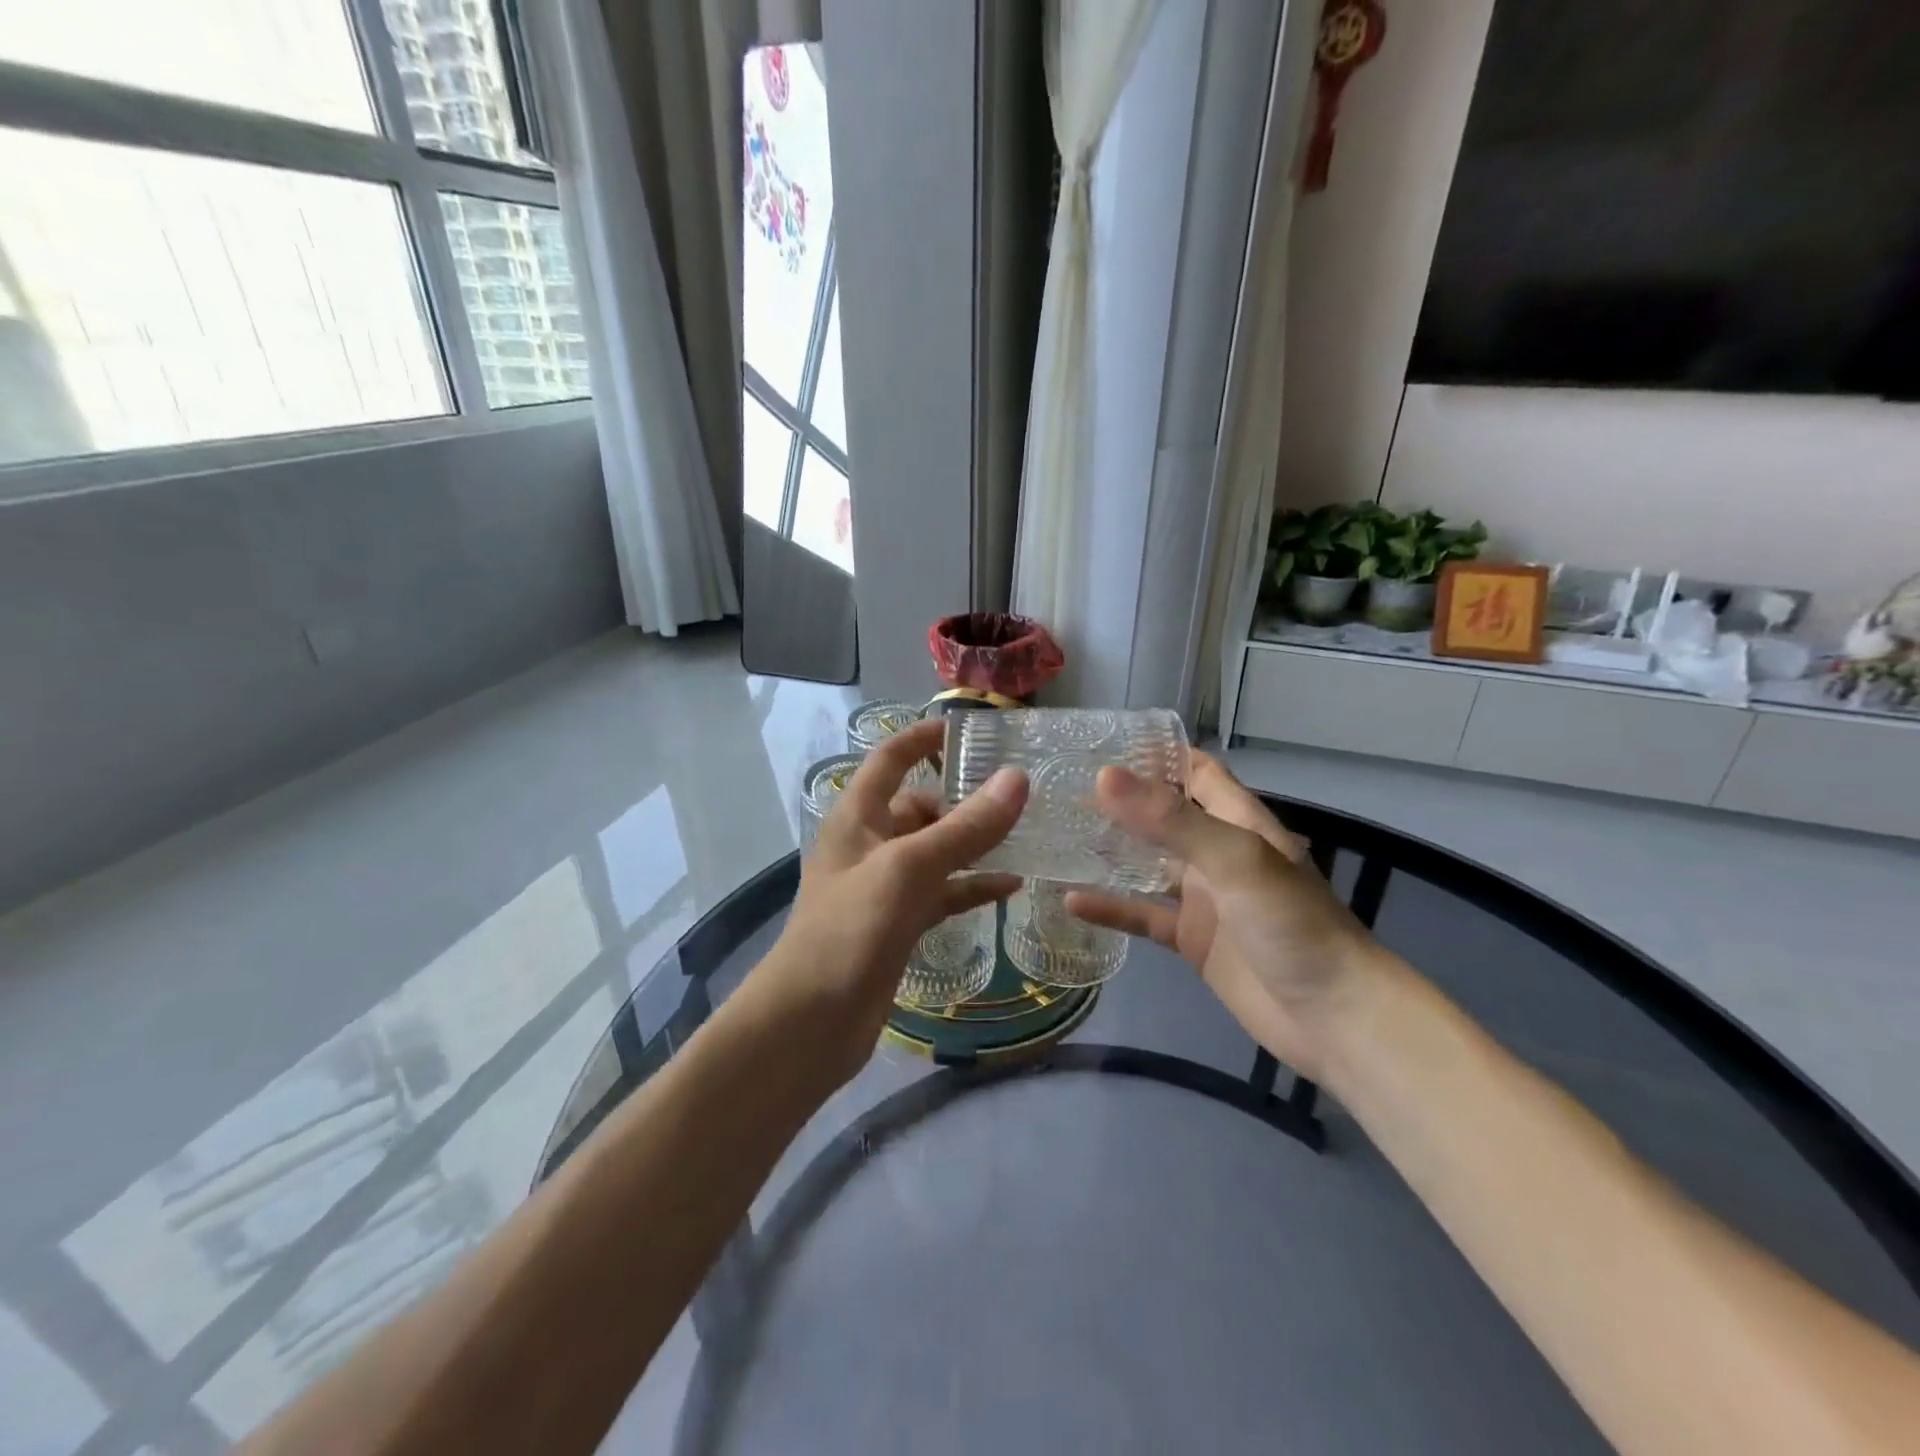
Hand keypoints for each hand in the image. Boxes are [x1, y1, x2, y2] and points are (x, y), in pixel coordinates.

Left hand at [756, 718, 1025, 1082]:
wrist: (810, 1022)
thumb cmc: (851, 930)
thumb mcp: (910, 868)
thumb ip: (965, 827)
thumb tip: (1017, 779)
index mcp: (858, 816)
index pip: (891, 758)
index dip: (923, 737)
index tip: (968, 728)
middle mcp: (869, 843)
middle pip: (920, 806)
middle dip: (962, 799)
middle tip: (1019, 795)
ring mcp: (884, 886)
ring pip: (936, 851)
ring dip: (973, 844)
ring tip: (1024, 836)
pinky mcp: (898, 923)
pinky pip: (942, 892)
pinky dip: (971, 886)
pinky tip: (1011, 887)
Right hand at [1067, 752, 1391, 1082]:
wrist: (1333, 1017)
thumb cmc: (1292, 924)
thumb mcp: (1234, 860)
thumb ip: (1170, 820)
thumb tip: (1103, 777)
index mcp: (1237, 821)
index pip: (1194, 770)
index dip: (1154, 754)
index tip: (1100, 742)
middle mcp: (1217, 852)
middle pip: (1163, 815)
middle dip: (1119, 801)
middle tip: (1060, 789)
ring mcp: (1203, 897)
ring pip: (1146, 864)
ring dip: (1109, 852)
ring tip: (1055, 835)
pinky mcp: (1192, 939)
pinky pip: (1144, 915)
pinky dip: (1111, 907)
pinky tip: (1071, 899)